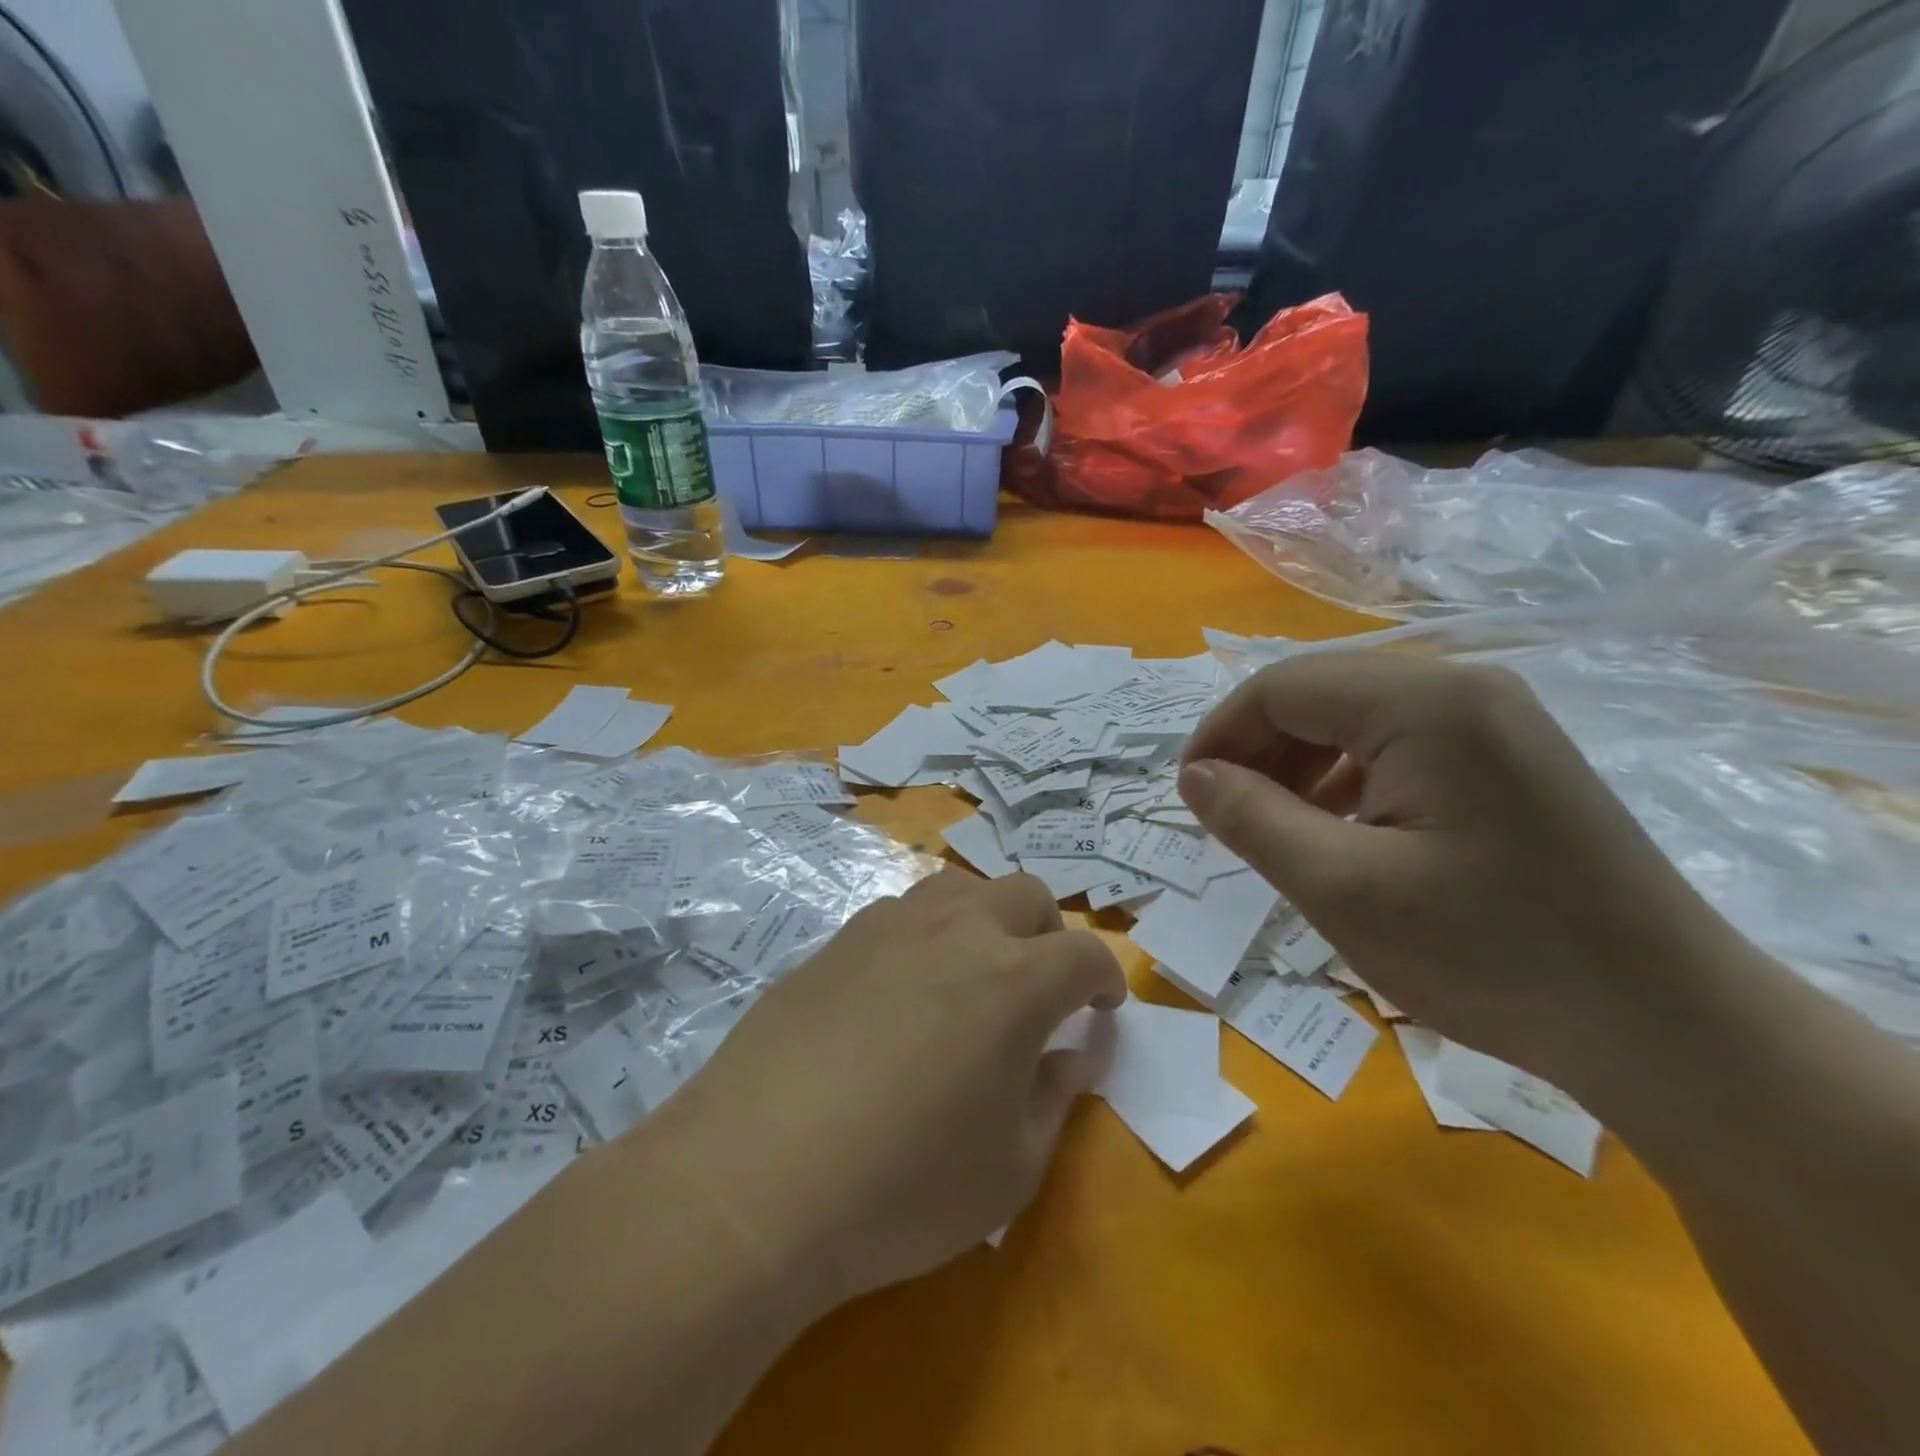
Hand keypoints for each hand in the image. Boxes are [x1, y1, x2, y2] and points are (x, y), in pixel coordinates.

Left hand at [650, 869, 1125, 1305]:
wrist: (756, 1177)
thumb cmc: (902, 1187)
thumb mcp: (1009, 1170)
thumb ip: (1054, 1099)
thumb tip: (1071, 1055)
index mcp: (1014, 980)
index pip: (1084, 953)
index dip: (1104, 980)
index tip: (1100, 1009)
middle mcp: (957, 930)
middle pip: (1025, 894)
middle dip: (1048, 933)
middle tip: (1040, 986)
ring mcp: (890, 925)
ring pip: (959, 887)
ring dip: (984, 919)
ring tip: (971, 975)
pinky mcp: (837, 939)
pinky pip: (900, 913)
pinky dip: (925, 934)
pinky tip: (901, 989)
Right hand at [1178, 654, 1753, 1084]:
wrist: (1669, 1028)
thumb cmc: (1492, 955)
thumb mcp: (1341, 889)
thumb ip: (1252, 819)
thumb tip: (1193, 776)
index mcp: (1424, 703)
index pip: (1280, 687)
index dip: (1218, 735)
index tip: (1187, 797)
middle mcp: (1463, 688)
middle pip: (1319, 695)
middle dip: (1257, 751)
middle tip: (1227, 820)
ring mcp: (1496, 721)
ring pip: (1355, 719)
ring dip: (1299, 766)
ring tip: (1279, 830)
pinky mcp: (1509, 758)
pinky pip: (1398, 746)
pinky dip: (1348, 780)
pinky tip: (1343, 832)